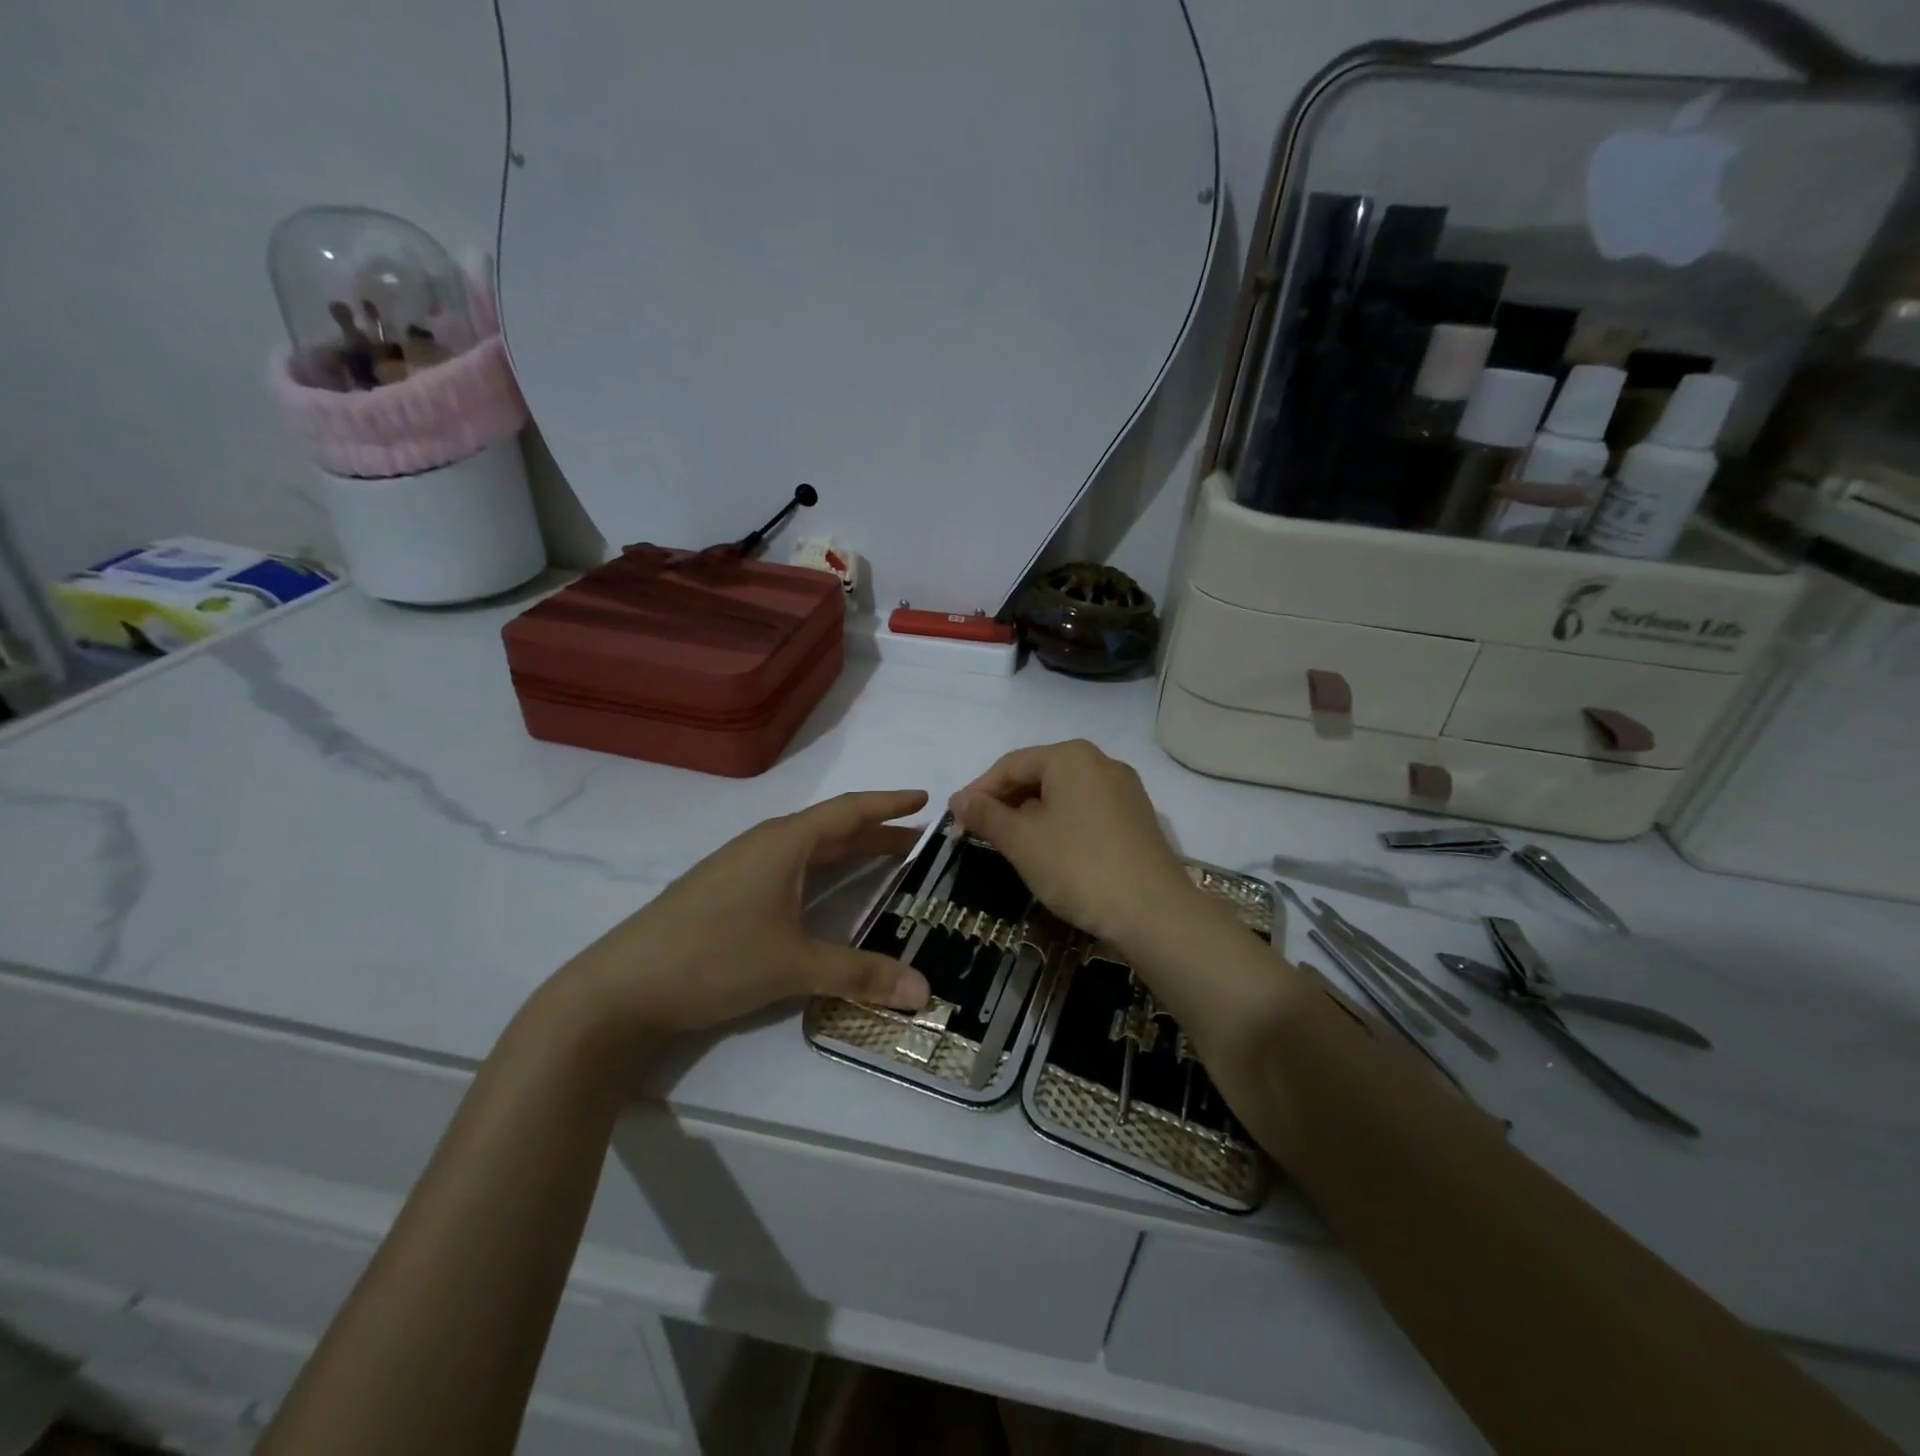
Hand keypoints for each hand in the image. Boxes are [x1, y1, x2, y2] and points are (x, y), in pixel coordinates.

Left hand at [556, 790, 933, 1040]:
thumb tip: (925, 992)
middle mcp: (764, 845)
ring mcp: (741, 868)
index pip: (848, 811)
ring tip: (886, 862)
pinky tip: (827, 892)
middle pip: (832, 829)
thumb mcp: (793, 966)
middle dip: (877, 833)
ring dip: (849, 852)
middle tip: (919, 842)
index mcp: (784, 843)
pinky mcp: (727, 893)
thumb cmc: (713, 958)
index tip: (925, 798)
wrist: (620, 988)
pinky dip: (822, 872)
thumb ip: (860, 975)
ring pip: (808, 850)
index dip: (889, 804)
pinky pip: (789, 869)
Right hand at [949, 741, 1204, 949]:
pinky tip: (1049, 852)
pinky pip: (1085, 810)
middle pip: (1038, 775)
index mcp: (1070, 757)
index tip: (954, 822)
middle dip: (1004, 804)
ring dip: (1029, 815)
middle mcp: (1100, 762)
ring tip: (1008, 845)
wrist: (1154, 912)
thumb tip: (959, 799)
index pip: (1010, 765)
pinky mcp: (1136, 817)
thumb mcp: (1021, 841)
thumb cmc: (1077, 867)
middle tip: (976, 835)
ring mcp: (1124, 789)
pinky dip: (1059, 824)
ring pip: (1062, 794)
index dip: (977, 792)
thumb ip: (986, 815)